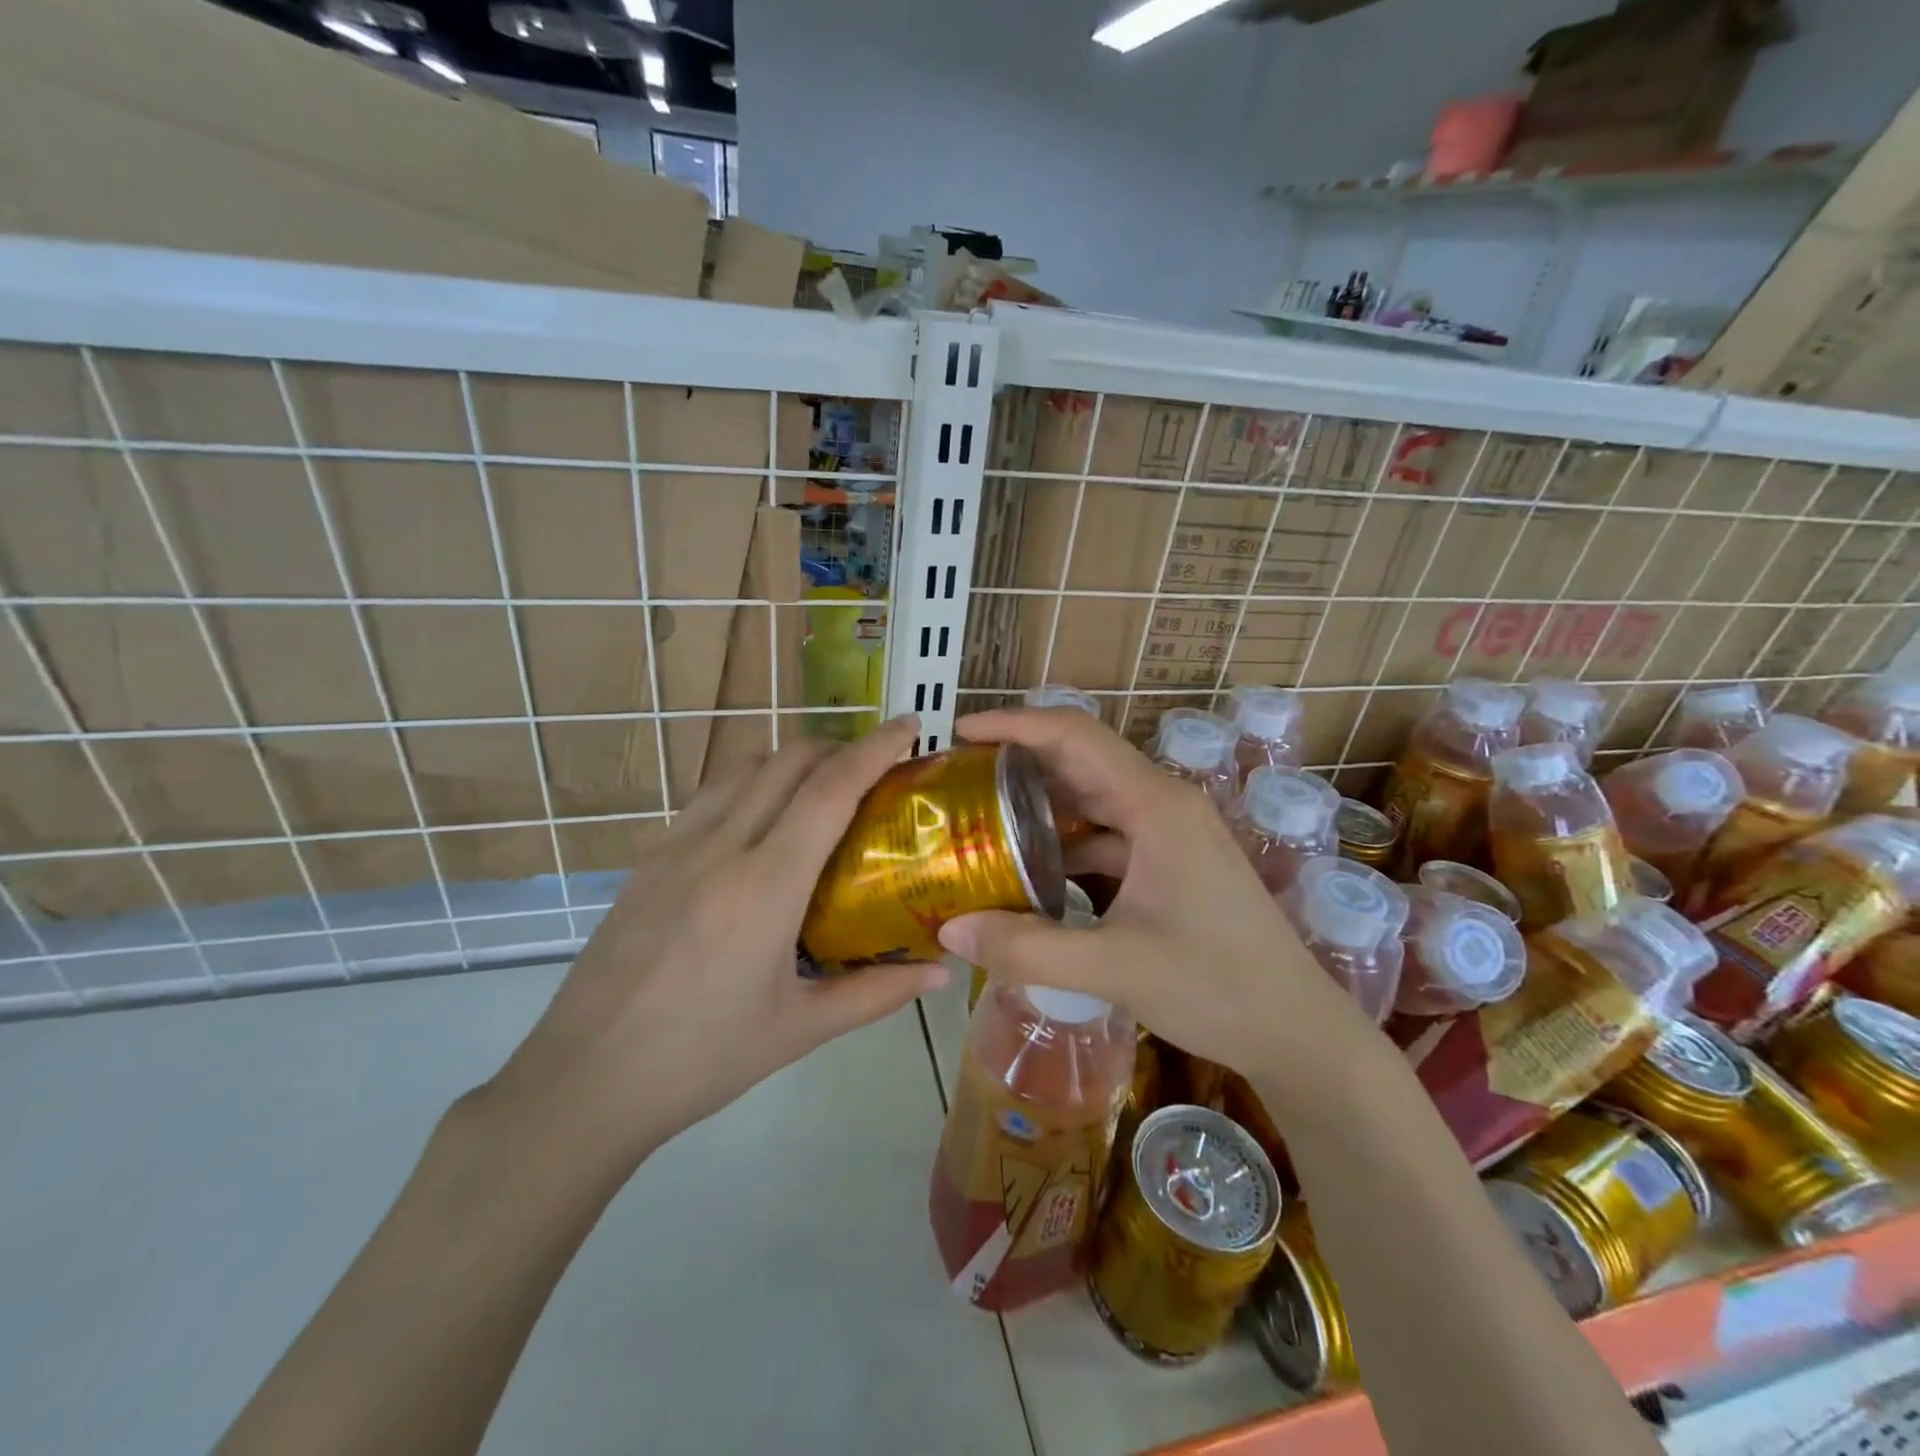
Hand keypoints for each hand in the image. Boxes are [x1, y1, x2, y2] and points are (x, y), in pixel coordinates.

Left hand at [486, 716, 945, 1173]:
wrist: (583, 1082)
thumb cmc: (702, 1059)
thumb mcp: (800, 1030)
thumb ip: (876, 993)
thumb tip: (940, 974)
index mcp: (765, 886)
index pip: (829, 789)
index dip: (875, 748)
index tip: (909, 726)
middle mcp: (720, 848)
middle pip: (787, 760)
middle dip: (838, 747)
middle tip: (874, 770)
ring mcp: (675, 848)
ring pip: (744, 769)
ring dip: (791, 761)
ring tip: (821, 789)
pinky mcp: (648, 860)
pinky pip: (709, 797)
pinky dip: (750, 785)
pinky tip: (759, 825)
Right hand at [937, 709, 1373, 1076]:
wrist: (1298, 1031)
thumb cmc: (1217, 988)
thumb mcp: (1115, 968)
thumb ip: (1028, 948)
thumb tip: (949, 929)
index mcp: (1155, 805)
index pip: (1075, 736)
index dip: (1015, 725)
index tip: (961, 732)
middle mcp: (1164, 804)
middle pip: (1081, 760)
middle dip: (1020, 762)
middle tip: (960, 779)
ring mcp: (1172, 833)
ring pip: (1094, 800)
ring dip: (1042, 806)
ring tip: (983, 821)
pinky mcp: (1173, 862)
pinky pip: (1109, 837)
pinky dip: (1068, 845)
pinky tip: (1034, 873)